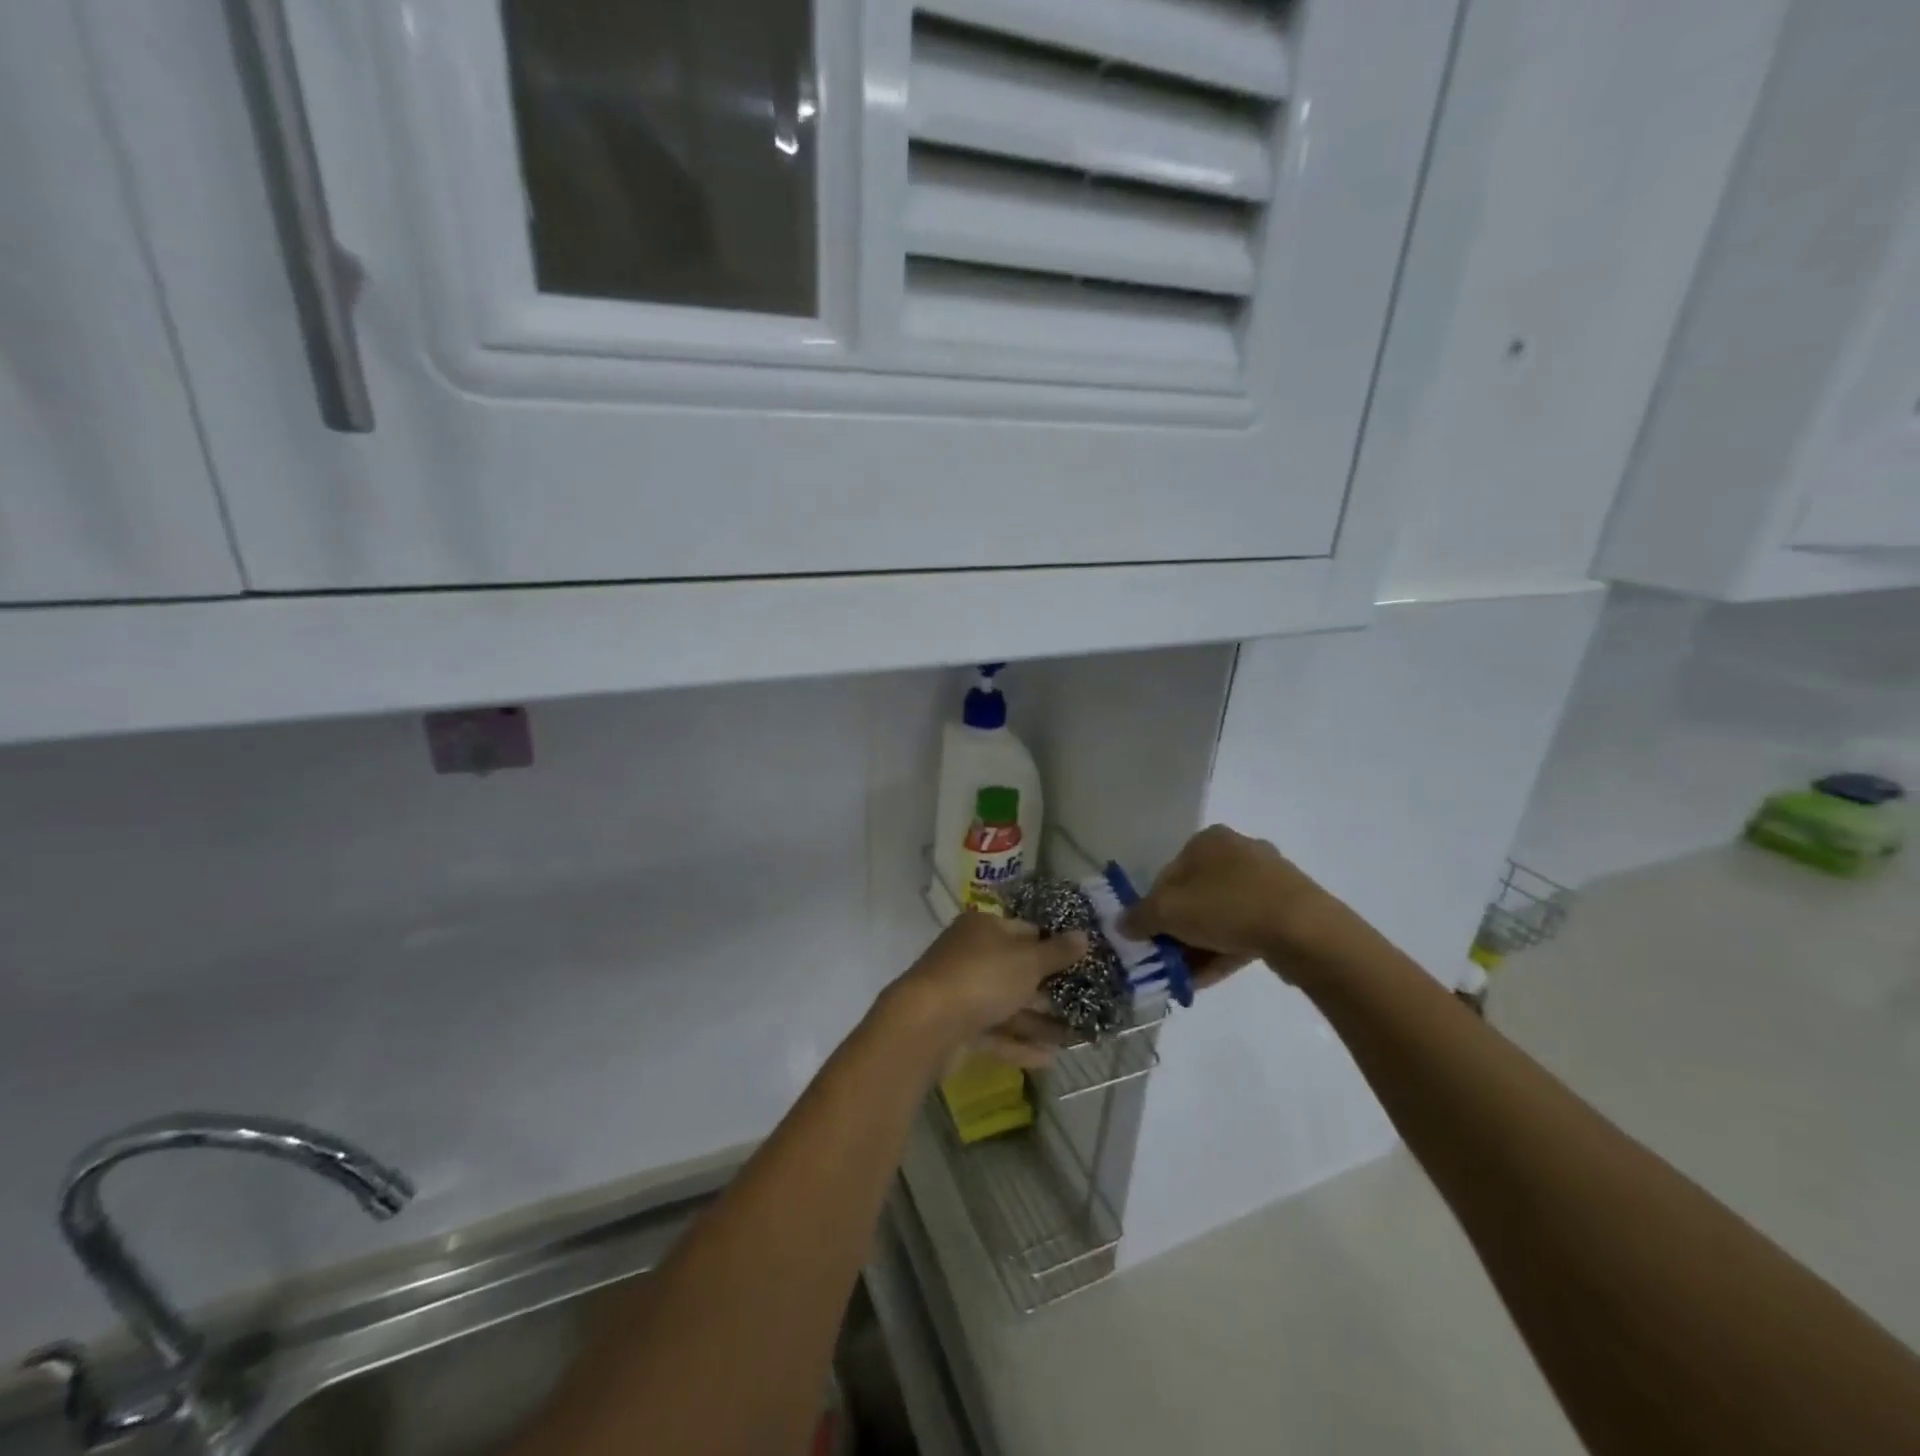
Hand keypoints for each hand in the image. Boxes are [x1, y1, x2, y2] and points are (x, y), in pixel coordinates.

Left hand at [878, 912, 1086, 1062]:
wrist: (926, 1025)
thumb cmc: (982, 978)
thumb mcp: (1027, 961)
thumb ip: (1057, 952)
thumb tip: (1084, 935)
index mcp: (983, 929)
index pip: (1026, 931)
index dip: (1054, 946)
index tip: (1084, 963)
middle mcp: (971, 956)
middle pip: (1017, 970)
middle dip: (1050, 989)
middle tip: (1086, 1004)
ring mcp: (963, 993)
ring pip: (1007, 1005)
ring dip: (1039, 1021)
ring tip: (1076, 1038)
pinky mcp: (958, 1028)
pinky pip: (995, 1033)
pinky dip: (1019, 1044)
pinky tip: (1050, 1059)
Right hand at [1122, 825, 1359, 985]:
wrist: (1304, 931)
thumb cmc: (1226, 907)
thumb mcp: (1168, 912)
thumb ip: (1139, 917)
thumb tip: (1121, 924)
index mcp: (1208, 840)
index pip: (1167, 874)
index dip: (1153, 908)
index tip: (1150, 938)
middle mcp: (1238, 851)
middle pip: (1195, 895)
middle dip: (1178, 930)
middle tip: (1167, 959)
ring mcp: (1268, 879)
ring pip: (1221, 914)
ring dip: (1200, 944)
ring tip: (1187, 977)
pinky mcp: (1289, 908)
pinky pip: (1247, 927)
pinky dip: (1226, 948)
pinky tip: (1211, 976)